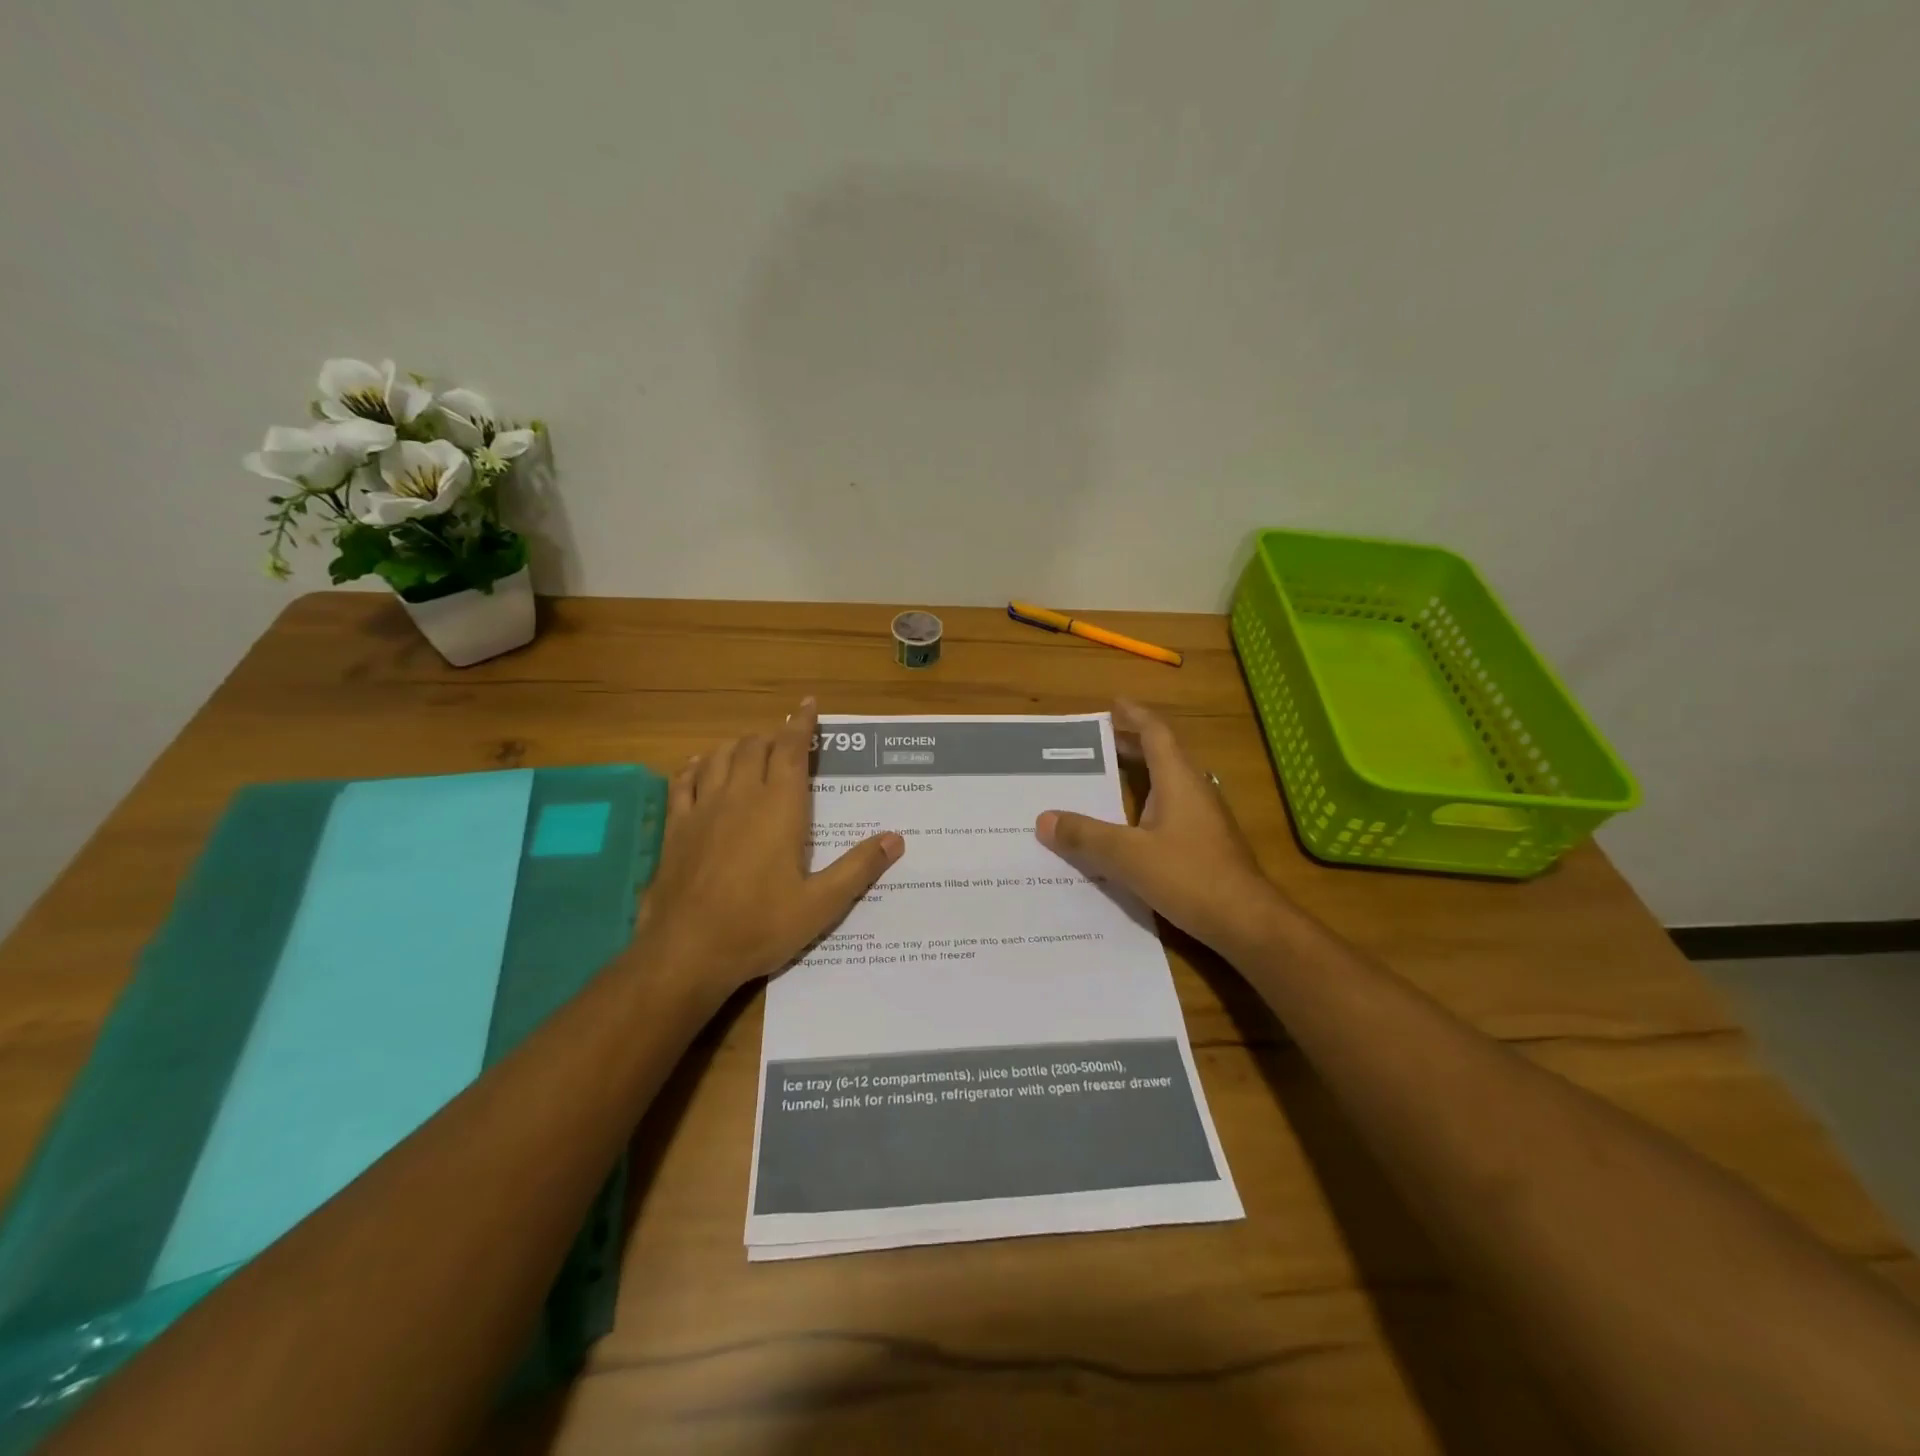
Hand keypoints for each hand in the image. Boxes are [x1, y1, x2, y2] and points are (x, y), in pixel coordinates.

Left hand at [635, 699, 903, 1009]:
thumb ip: (859, 867)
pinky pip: (684, 781)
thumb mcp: (821, 904)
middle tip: (788, 743)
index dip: (802, 725)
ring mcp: (703, 808)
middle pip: (756, 747)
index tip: (809, 705)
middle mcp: (741, 796)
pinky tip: (701, 767)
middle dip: (773, 737)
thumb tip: (897, 838)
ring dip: (739, 746)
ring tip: (752, 750)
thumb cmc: (760, 926)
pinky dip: (697, 766)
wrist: (686, 952)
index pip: (792, 750)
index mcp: (779, 807)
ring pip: (720, 756)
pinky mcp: (676, 827)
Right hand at [1036, 700, 1285, 954]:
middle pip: (1162, 754)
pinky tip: (1130, 824)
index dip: (1134, 716)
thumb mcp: (1128, 856)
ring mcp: (1205, 817)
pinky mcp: (1207, 842)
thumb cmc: (1190, 877)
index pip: (1156, 734)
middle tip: (1099, 741)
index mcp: (1178, 780)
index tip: (1114, 703)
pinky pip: (1172, 807)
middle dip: (1132, 743)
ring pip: (1169, 782)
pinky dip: (1147, 802)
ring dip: (1141, 773)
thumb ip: (1085, 836)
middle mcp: (1194, 790)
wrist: (1247, 922)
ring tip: (1108, 776)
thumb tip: (1043, 819)